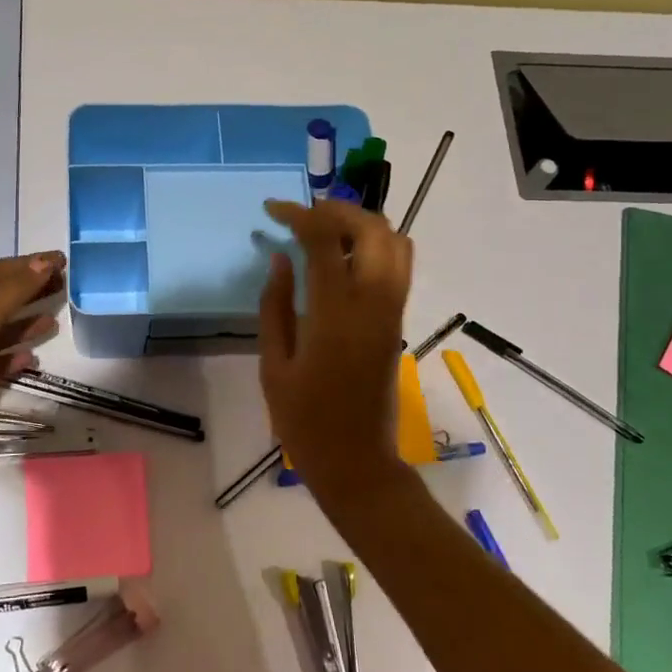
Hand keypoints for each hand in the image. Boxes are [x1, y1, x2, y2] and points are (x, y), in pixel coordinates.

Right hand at [258, 200, 413, 497]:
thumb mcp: (274, 365)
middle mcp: (374, 304)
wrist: (356, 462)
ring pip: (395, 243)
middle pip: (373, 229)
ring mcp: (392, 312)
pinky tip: (340, 259)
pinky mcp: (397, 322)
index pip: (325, 241)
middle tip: (302, 215)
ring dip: (361, 225)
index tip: (273, 209)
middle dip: (337, 210)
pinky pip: (397, 266)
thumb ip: (275, 306)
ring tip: (323, 231)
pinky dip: (373, 246)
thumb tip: (279, 259)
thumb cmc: (305, 421)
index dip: (299, 214)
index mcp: (335, 315)